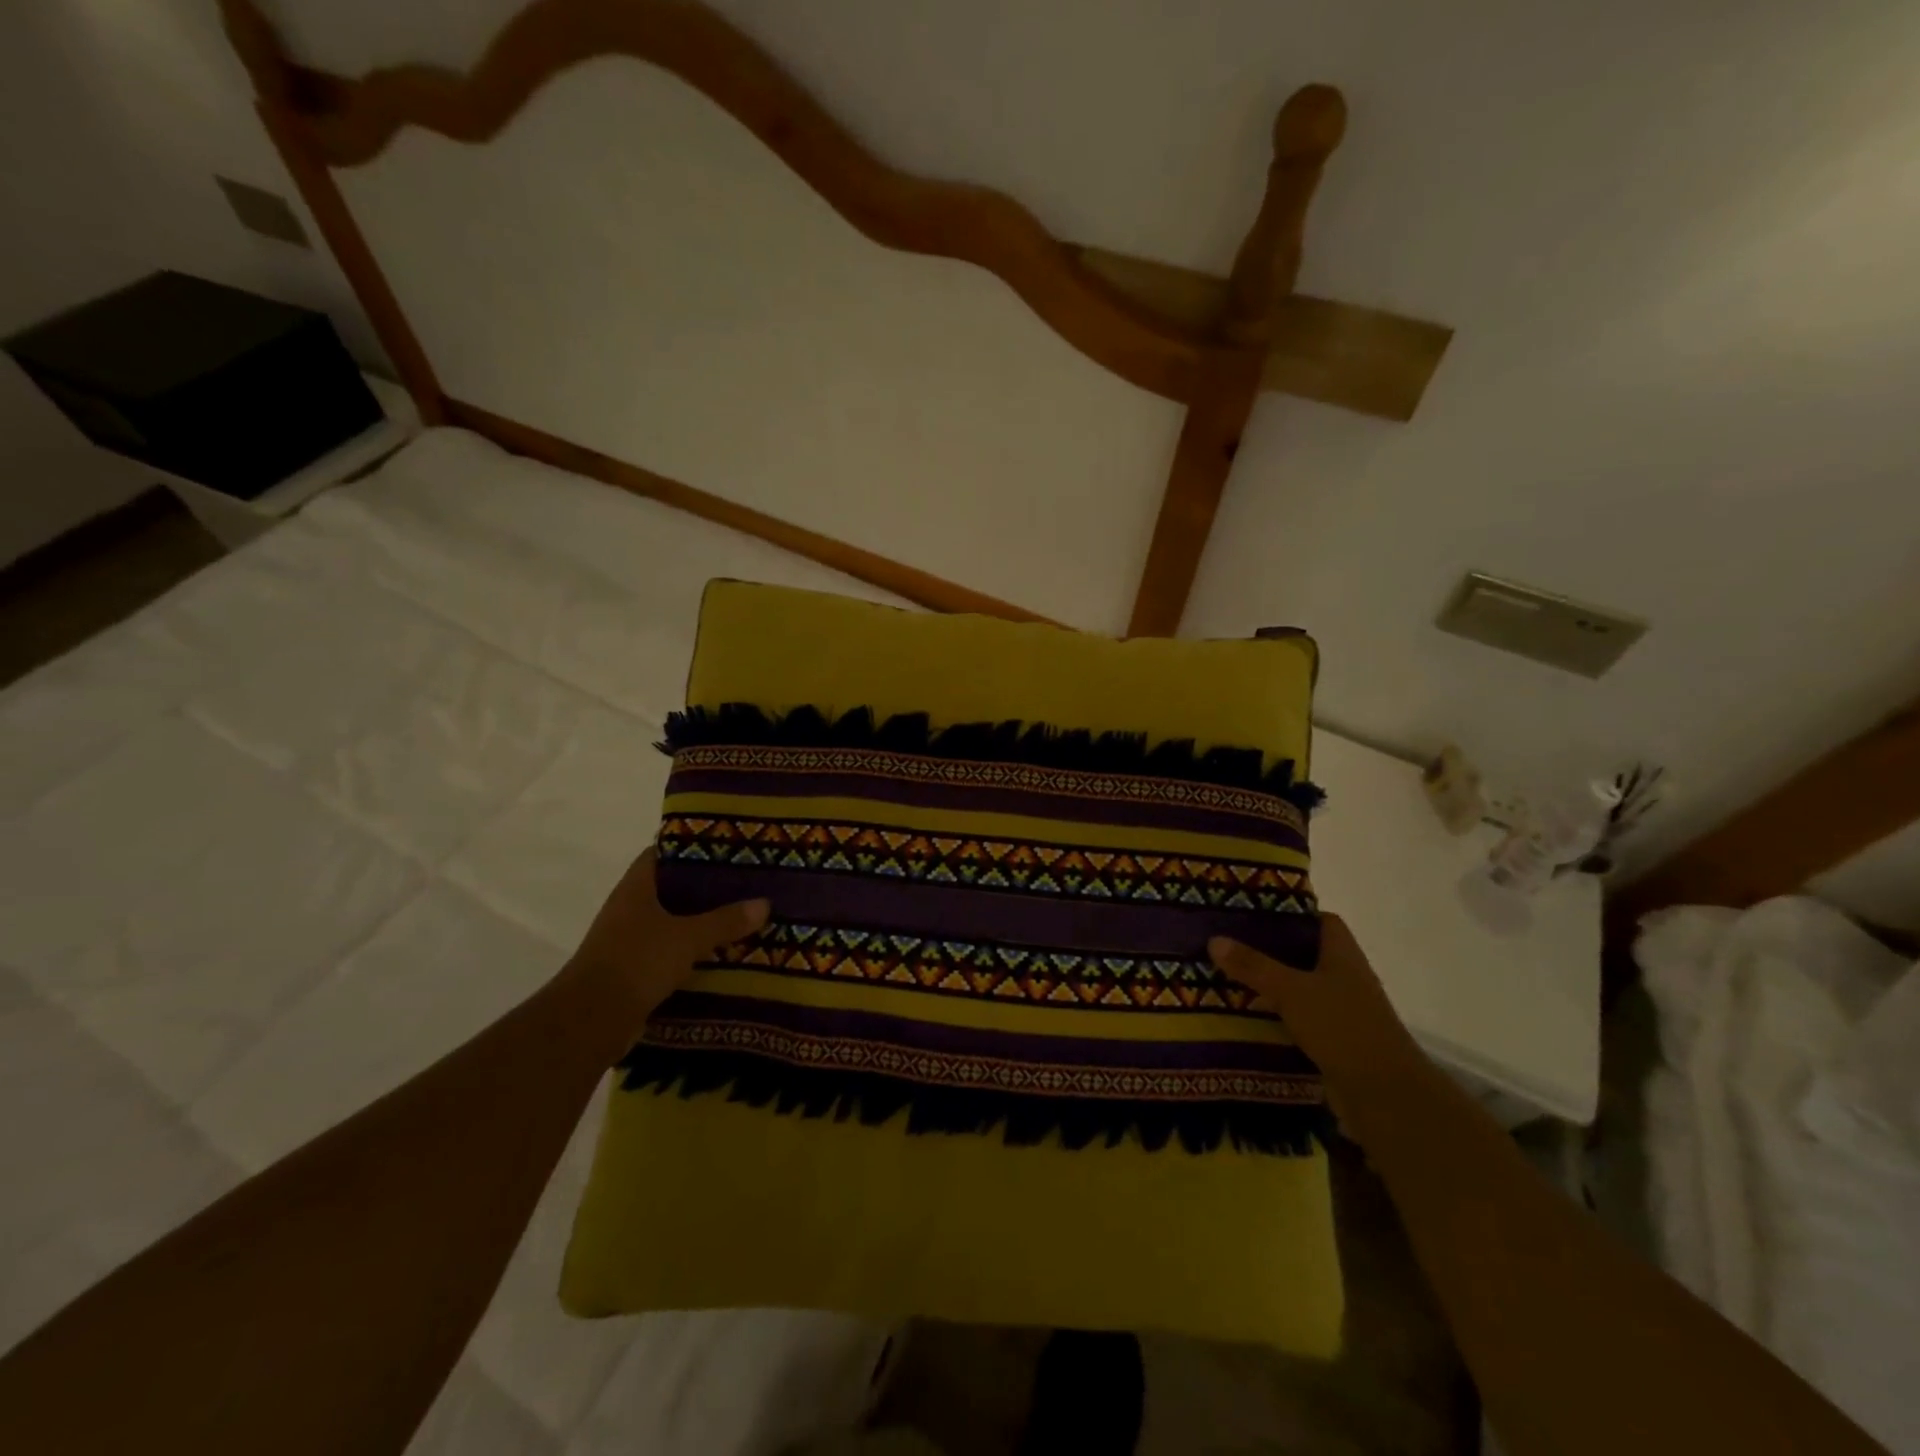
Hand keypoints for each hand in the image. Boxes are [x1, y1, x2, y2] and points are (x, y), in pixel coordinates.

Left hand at [560, 848, 768, 1059]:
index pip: (662, 853)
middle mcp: (629, 908)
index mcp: (636, 887)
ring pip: (672, 922)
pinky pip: (670, 951)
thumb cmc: (636, 962)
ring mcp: (629, 940)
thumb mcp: (688, 937)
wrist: (590, 1021)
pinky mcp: (634, 970)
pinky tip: (722, 954)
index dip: (691, 846)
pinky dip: (692, 951)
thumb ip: (725, 920)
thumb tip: (764, 903)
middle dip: (706, 886)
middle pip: (672, 888)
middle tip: (745, 882)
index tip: (726, 846)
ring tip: (742, 917)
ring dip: (701, 922)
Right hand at [1208, 914, 1420, 1088]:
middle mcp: (1344, 976)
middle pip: (1303, 953)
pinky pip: (1297, 1017)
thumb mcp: (1292, 990)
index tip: (1252, 912)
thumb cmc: (1343, 1027)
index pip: (1318, 920)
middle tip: (1227, 943)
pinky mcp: (1332, 1039)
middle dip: (1268, 949)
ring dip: (1268, 984)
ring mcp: (1340, 1010)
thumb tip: (1214, 939)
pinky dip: (1274, 1014)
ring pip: (1298, 987)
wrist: (1385, 1095)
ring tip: (1225, 976)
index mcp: (1342, 954)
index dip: (1289, 913)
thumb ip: (1254, 965)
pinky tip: (1244, 1015)